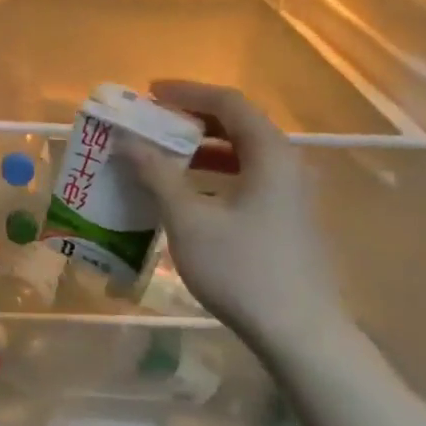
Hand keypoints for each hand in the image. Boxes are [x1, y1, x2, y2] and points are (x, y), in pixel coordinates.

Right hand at [121, 80, 346, 354]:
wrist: (299, 333)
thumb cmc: (242, 269)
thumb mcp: (189, 220)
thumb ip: (157, 175)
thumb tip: (126, 141)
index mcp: (270, 154)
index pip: (228, 103)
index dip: (187, 92)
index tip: (149, 93)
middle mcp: (287, 165)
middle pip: (238, 125)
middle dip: (191, 119)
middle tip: (150, 123)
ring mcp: (291, 194)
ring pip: (242, 154)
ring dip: (201, 149)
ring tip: (161, 155)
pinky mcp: (288, 220)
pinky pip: (247, 179)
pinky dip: (214, 174)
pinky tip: (187, 194)